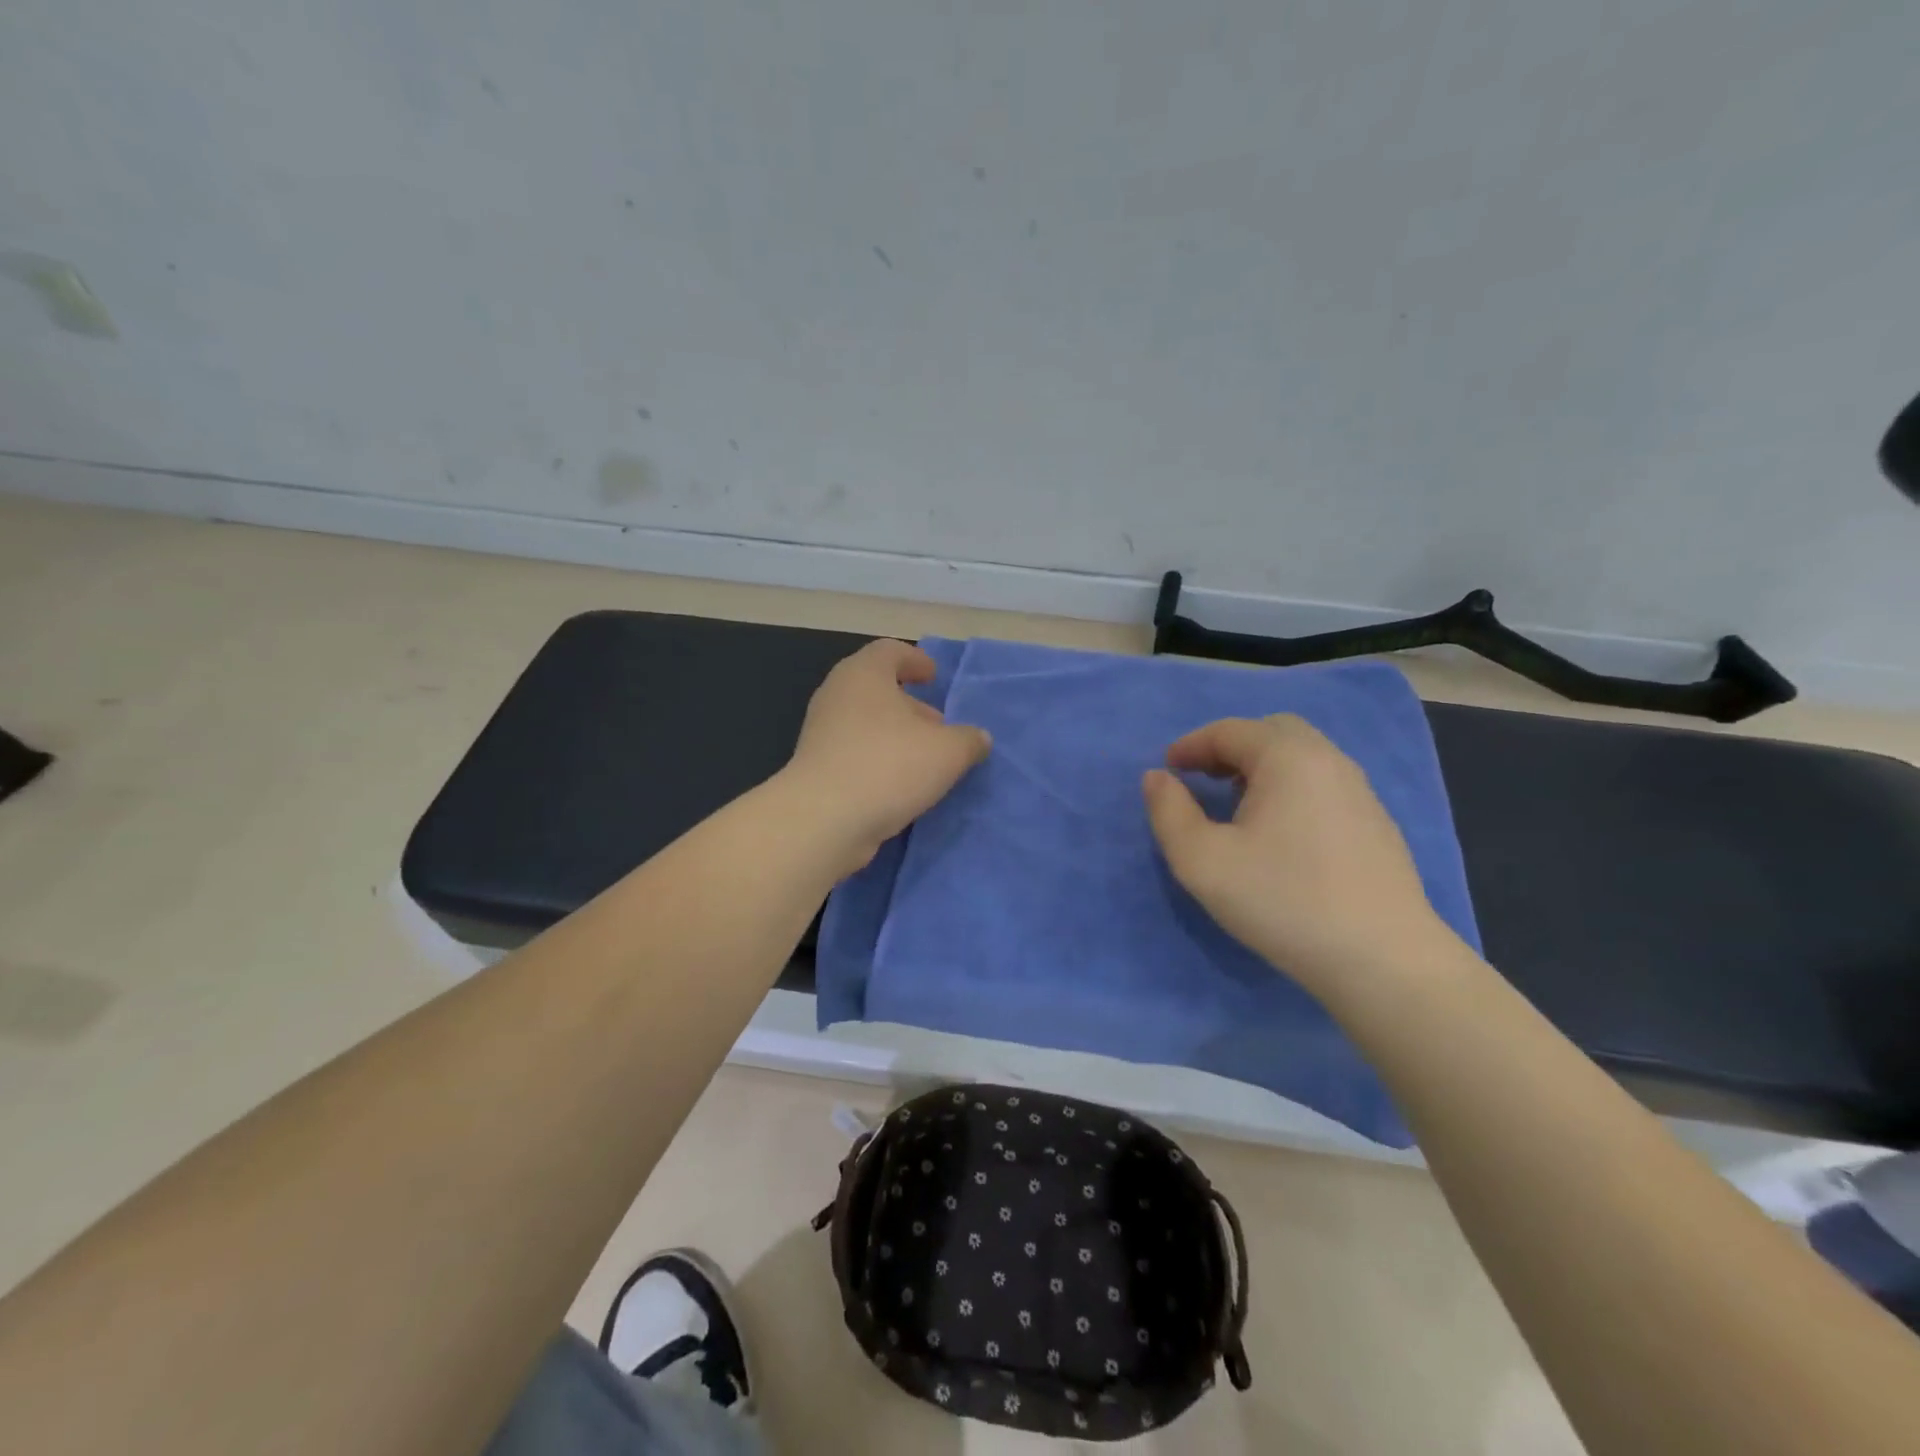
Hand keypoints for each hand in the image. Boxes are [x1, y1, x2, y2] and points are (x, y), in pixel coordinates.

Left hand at [782, 640, 991, 874]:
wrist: (824, 819)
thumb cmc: (889, 766)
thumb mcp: (947, 752)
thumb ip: (969, 740)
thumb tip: (978, 738)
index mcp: (864, 674)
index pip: (890, 651)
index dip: (915, 660)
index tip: (933, 678)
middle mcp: (837, 694)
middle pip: (877, 688)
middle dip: (911, 705)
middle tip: (938, 726)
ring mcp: (821, 732)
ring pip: (866, 723)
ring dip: (896, 736)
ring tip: (925, 761)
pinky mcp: (815, 766)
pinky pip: (854, 752)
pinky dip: (878, 760)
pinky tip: (899, 785)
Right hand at [1141, 715, 1449, 998]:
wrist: (1383, 960)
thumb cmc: (1282, 900)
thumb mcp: (1202, 860)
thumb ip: (1169, 812)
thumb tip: (1157, 777)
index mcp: (1288, 758)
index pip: (1229, 731)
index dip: (1190, 745)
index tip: (1167, 770)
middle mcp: (1329, 761)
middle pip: (1271, 732)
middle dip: (1229, 748)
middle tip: (1202, 779)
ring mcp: (1360, 792)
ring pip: (1301, 758)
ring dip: (1260, 769)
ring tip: (1235, 806)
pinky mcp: (1376, 824)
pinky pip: (1322, 785)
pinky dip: (1289, 789)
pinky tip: (1279, 833)